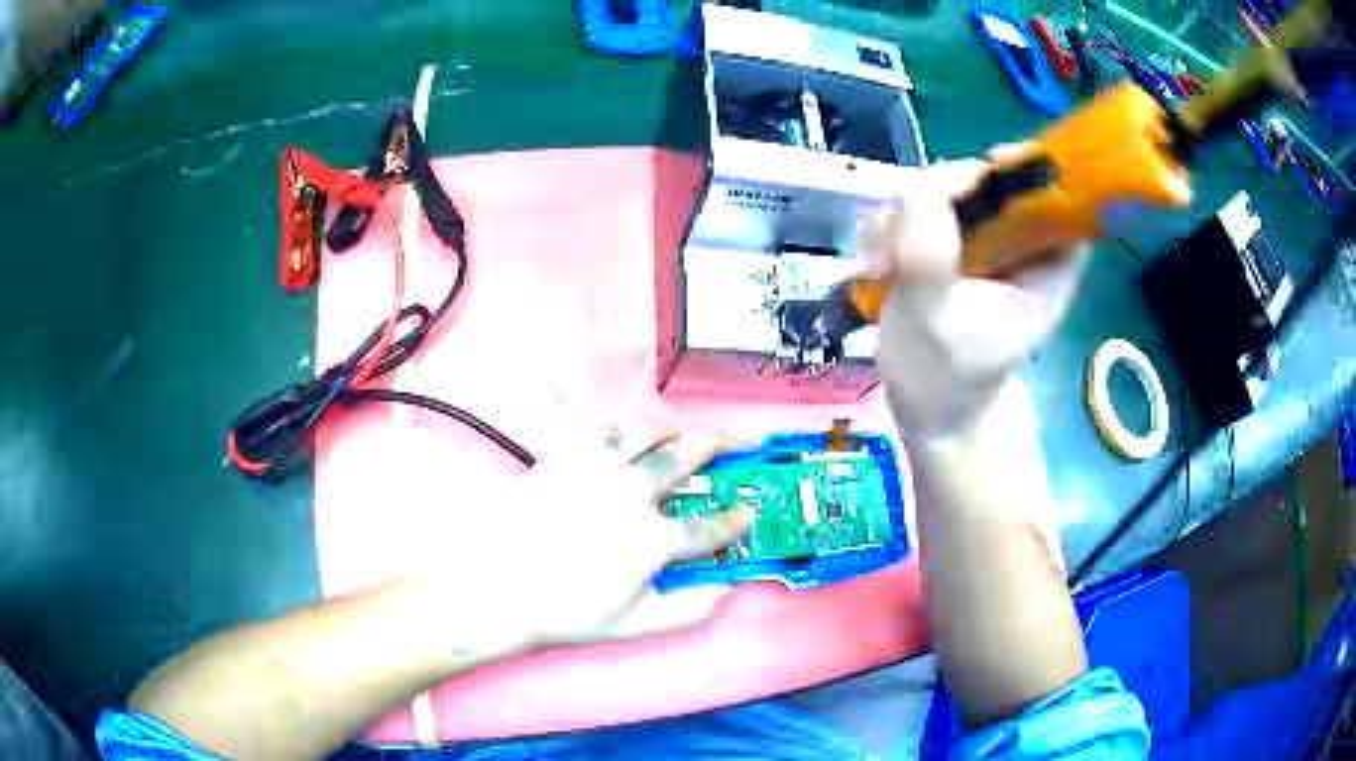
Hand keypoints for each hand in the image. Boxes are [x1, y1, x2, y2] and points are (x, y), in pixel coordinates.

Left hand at [429, 431, 753, 654]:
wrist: (499, 590)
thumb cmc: (569, 612)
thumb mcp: (636, 624)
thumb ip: (689, 608)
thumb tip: (725, 591)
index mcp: (653, 537)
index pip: (709, 527)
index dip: (735, 519)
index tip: (748, 512)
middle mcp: (629, 494)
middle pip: (682, 459)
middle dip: (716, 446)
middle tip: (733, 442)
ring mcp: (592, 471)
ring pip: (643, 436)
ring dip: (671, 432)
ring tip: (682, 434)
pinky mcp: (560, 462)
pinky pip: (597, 435)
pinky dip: (620, 432)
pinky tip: (624, 437)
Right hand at [864, 155, 1086, 438]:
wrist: (924, 409)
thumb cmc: (943, 379)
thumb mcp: (936, 320)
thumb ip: (928, 254)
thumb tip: (914, 186)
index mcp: (1045, 269)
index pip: (1056, 201)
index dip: (1029, 173)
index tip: (986, 170)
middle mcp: (1018, 248)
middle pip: (995, 185)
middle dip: (946, 193)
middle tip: (906, 224)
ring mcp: (985, 245)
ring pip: (952, 193)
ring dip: (908, 214)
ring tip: (882, 260)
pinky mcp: (952, 247)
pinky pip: (924, 212)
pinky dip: (895, 227)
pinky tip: (876, 262)